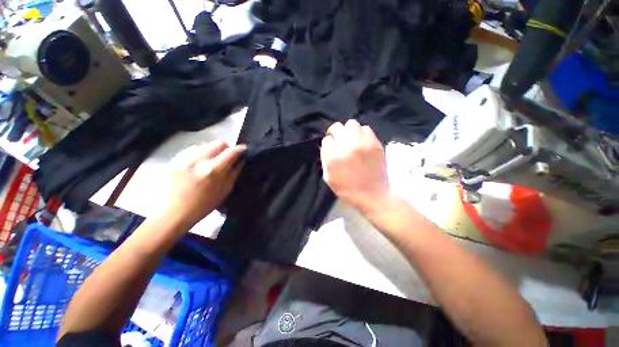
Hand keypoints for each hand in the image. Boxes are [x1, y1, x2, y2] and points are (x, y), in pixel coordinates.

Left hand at [164, 140, 244, 226]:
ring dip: (213, 149)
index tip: (243, 149)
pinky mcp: (174, 160)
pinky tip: (199, 161)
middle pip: (218, 143)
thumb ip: (233, 173)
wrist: (172, 213)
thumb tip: (239, 161)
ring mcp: (184, 159)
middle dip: (226, 148)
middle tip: (227, 156)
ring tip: (212, 160)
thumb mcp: (224, 191)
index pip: (231, 152)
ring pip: (205, 144)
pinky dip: (200, 152)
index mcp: (213, 170)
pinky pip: (192, 148)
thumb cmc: (203, 206)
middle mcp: (199, 160)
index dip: (239, 149)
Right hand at [320, 120, 390, 214]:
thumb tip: (325, 146)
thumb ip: (324, 159)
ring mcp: (363, 143)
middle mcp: (348, 146)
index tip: (330, 148)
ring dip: (348, 130)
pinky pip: (366, 128)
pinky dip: (361, 133)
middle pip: (337, 127)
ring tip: (350, 138)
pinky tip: (361, 141)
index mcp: (334, 157)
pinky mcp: (375, 143)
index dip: (327, 144)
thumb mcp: (328, 178)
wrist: (372, 195)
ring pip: (351, 123)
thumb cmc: (348, 189)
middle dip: (334, 133)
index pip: (326, 140)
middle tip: (338, 139)